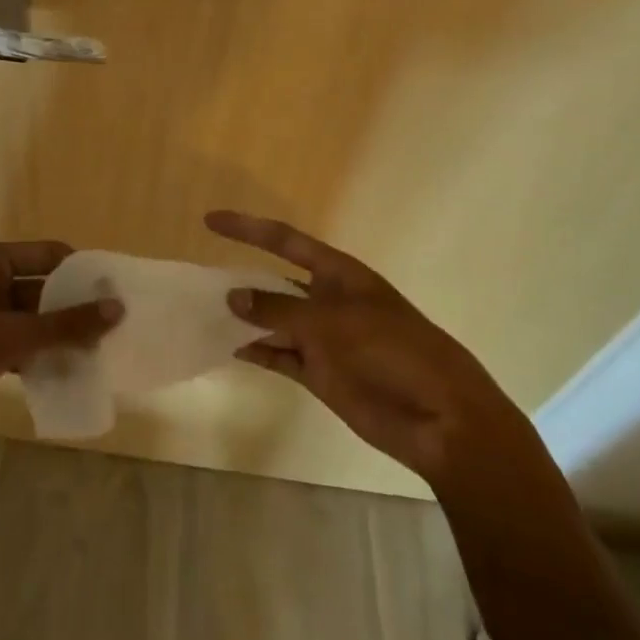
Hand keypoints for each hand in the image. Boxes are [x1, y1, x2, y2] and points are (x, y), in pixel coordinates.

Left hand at [0, 242, 123, 457]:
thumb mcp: (9, 337)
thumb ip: (64, 325)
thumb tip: (116, 309)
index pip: (48, 255)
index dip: (81, 272)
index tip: (116, 294)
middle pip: (39, 288)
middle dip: (71, 309)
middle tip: (113, 330)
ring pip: (26, 319)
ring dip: (54, 336)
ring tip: (96, 355)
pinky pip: (12, 343)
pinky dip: (33, 355)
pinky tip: (61, 375)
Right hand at [208, 211, 535, 488]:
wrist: (441, 418)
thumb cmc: (394, 351)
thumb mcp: (335, 322)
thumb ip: (281, 308)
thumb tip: (233, 296)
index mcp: (338, 274)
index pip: (285, 241)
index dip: (248, 228)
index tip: (210, 221)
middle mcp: (327, 301)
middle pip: (275, 281)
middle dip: (241, 277)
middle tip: (198, 280)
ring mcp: (323, 339)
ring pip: (273, 321)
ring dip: (244, 318)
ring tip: (202, 315)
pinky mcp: (321, 374)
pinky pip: (279, 357)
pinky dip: (256, 352)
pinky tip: (227, 349)